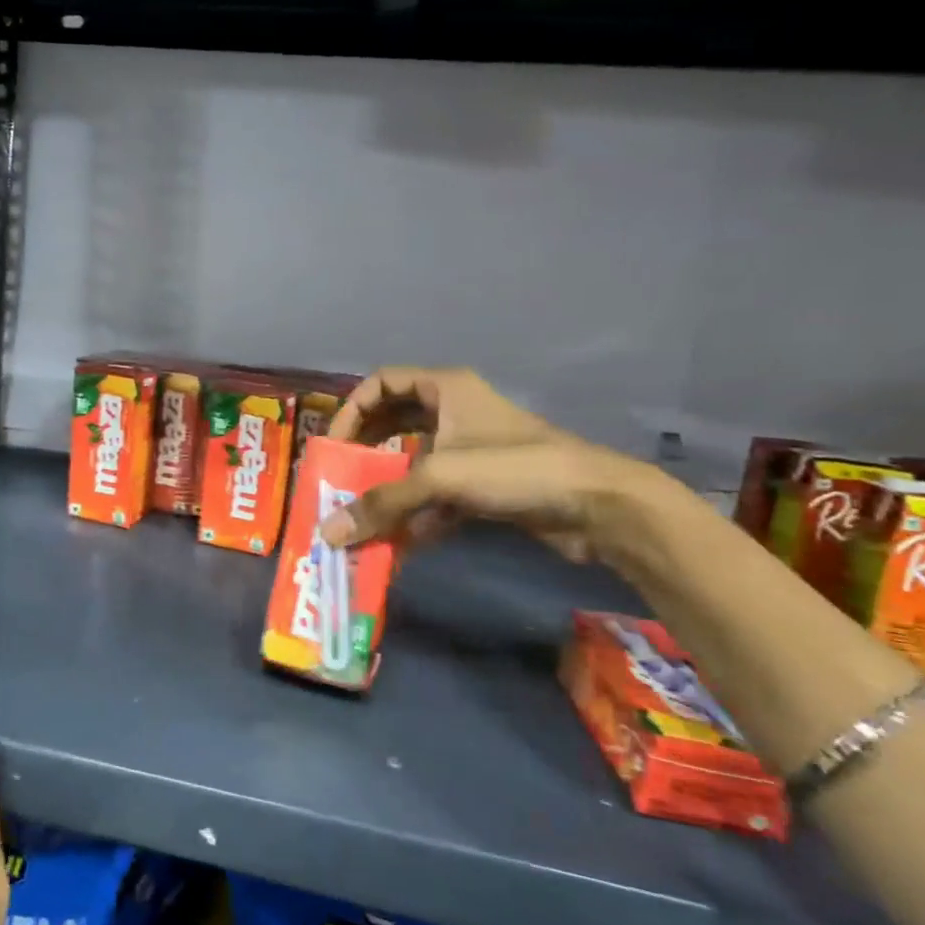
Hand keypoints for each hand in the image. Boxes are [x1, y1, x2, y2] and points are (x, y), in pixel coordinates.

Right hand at [322, 367, 648, 563]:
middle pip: (392, 423)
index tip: (334, 446)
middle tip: (339, 479)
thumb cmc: (514, 468)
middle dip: (364, 452)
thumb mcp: (440, 476)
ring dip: (387, 489)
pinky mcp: (482, 486)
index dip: (351, 409)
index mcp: (444, 388)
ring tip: (360, 515)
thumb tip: (327, 533)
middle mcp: (453, 412)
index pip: (380, 383)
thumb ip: (381, 503)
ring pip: (412, 463)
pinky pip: (435, 495)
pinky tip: (399, 541)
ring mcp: (468, 450)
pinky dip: (416, 515)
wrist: (597, 506)